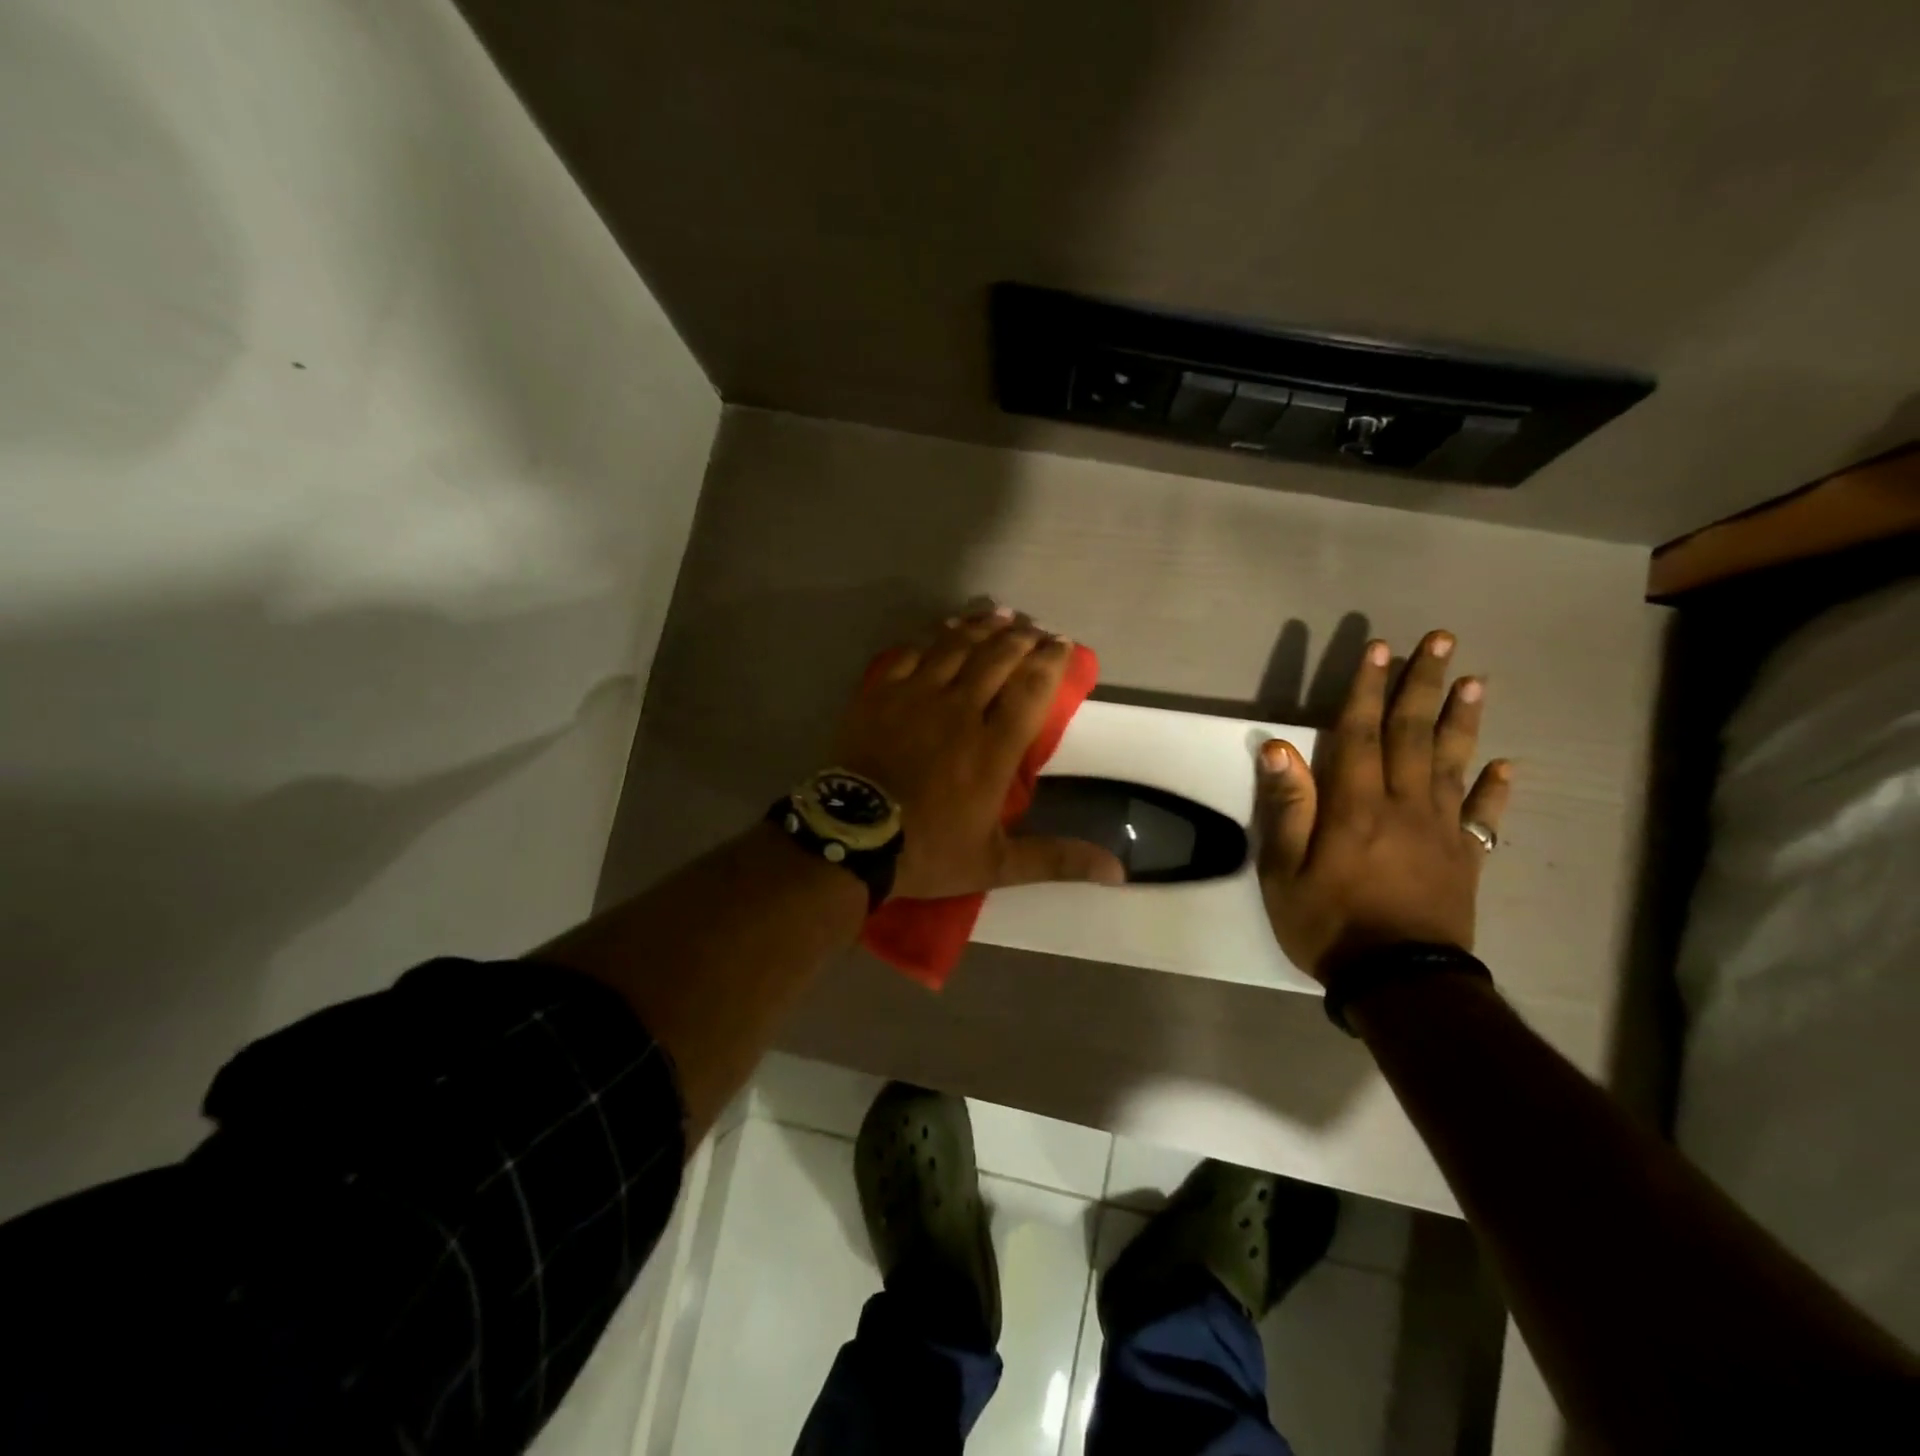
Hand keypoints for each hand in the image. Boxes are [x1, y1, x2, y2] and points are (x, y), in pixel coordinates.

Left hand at [833, 607, 1125, 899]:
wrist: (851, 839)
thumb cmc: (928, 851)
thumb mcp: (997, 864)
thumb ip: (1056, 859)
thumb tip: (1119, 871)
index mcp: (993, 749)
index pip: (1031, 690)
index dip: (1051, 661)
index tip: (1063, 644)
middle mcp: (960, 711)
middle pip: (997, 658)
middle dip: (1022, 638)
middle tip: (1035, 629)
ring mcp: (917, 697)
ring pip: (957, 647)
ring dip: (983, 627)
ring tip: (1002, 614)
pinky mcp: (881, 694)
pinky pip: (913, 653)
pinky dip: (935, 637)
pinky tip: (946, 630)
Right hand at [1254, 631, 1511, 981]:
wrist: (1400, 982)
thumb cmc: (1329, 924)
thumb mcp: (1284, 870)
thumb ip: (1288, 807)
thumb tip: (1279, 748)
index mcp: (1356, 806)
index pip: (1361, 733)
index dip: (1368, 689)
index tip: (1379, 649)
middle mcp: (1404, 805)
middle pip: (1414, 734)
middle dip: (1423, 684)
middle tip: (1441, 639)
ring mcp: (1441, 830)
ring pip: (1453, 762)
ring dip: (1462, 719)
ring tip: (1474, 680)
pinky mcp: (1465, 858)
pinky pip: (1484, 815)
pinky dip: (1495, 788)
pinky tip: (1506, 764)